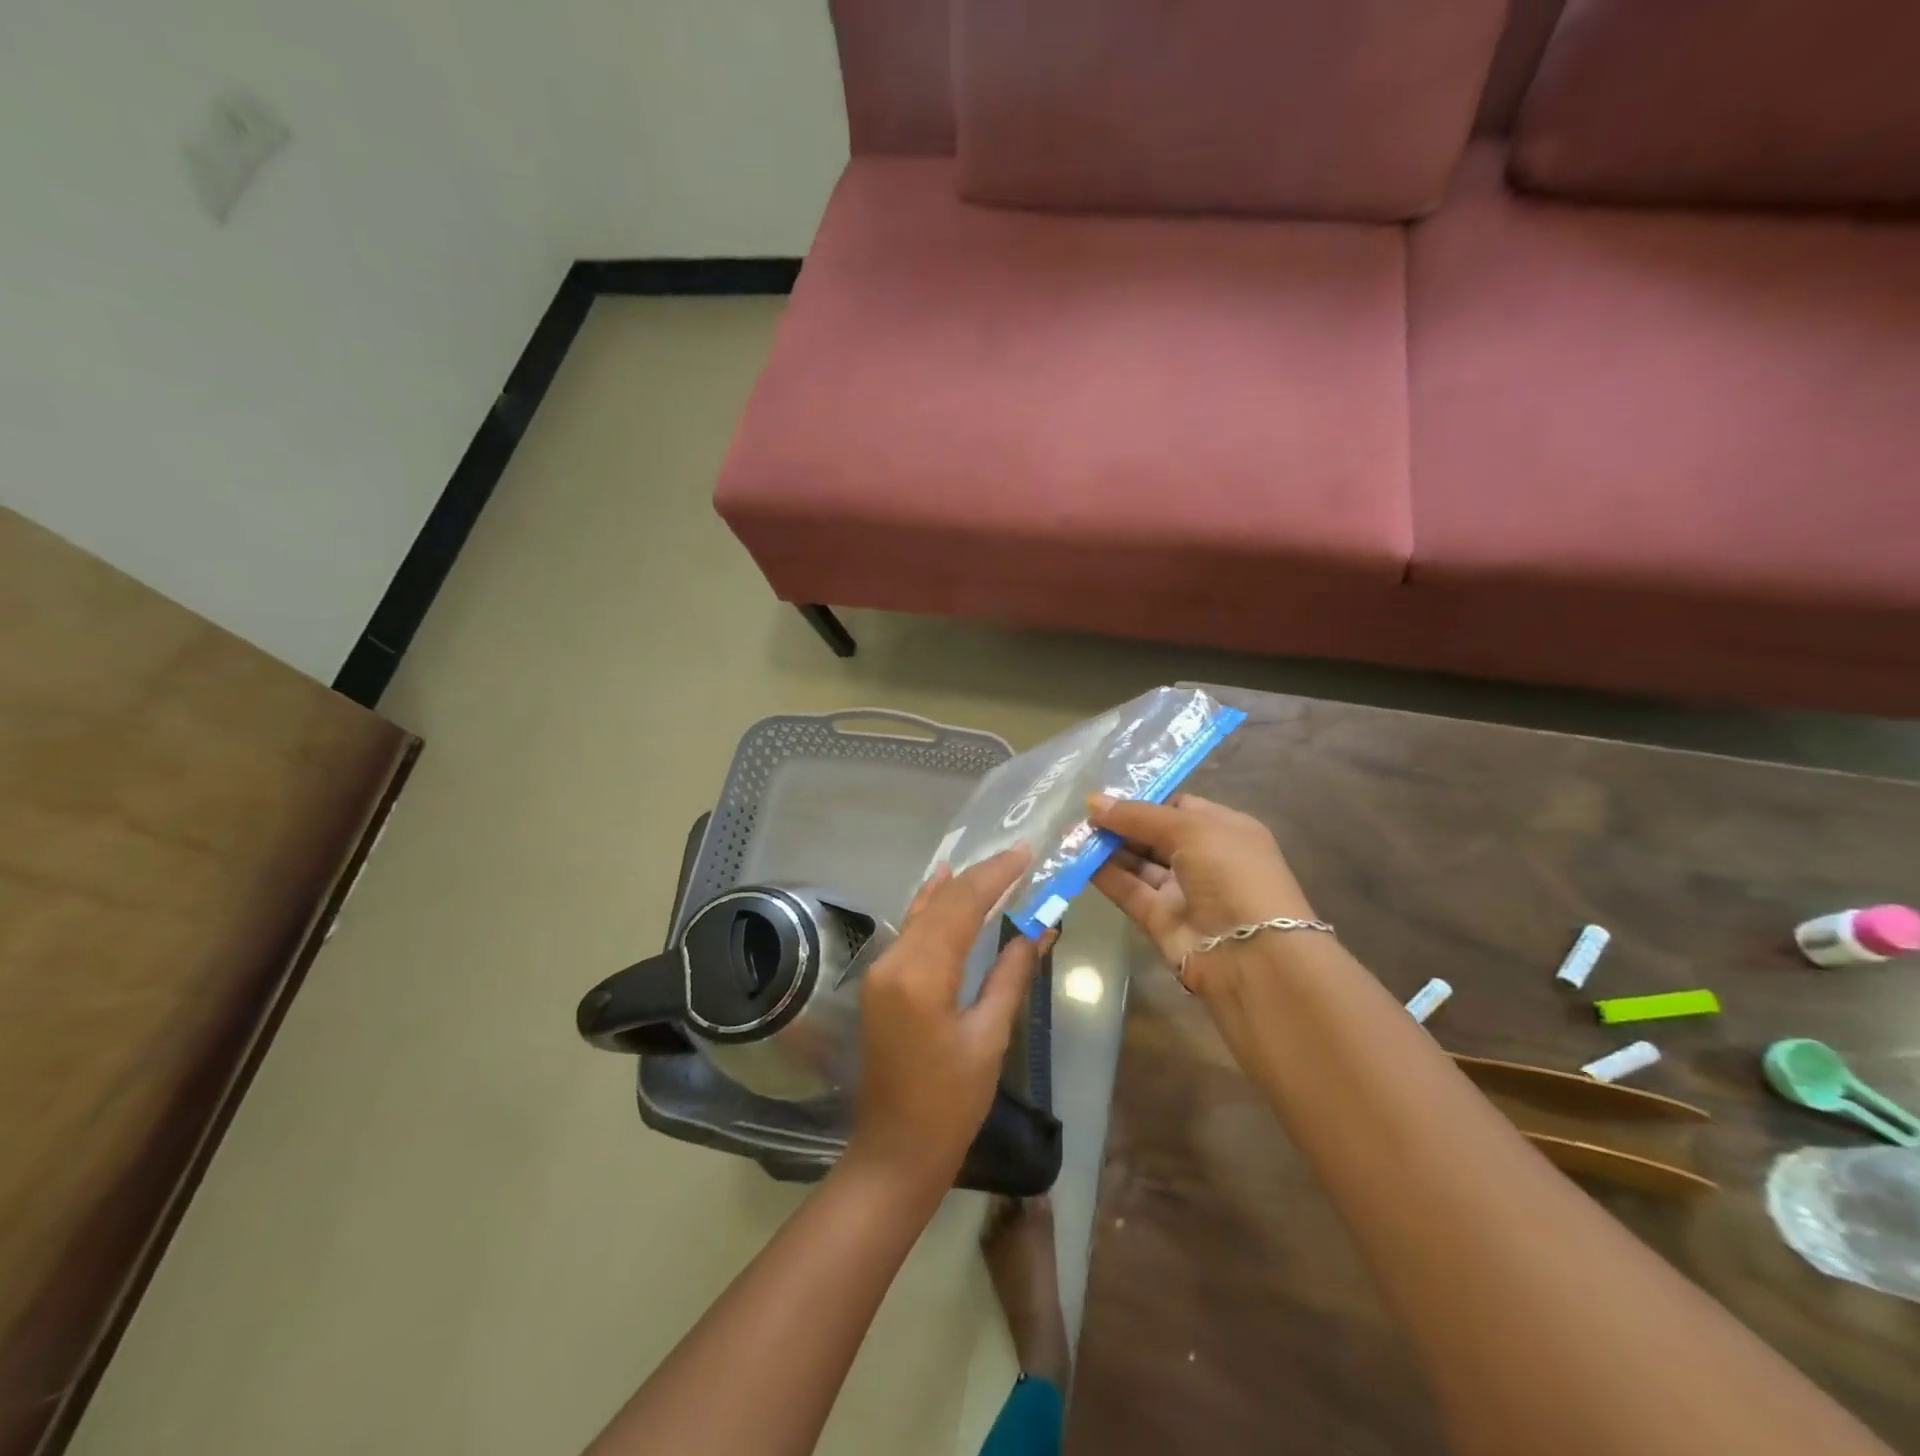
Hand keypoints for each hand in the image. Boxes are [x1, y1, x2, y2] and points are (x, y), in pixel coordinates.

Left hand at [848, 848, 1043, 1196]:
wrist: (895, 1150)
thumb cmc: (950, 1103)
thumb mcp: (989, 1036)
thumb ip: (1010, 974)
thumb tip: (1038, 928)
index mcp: (922, 975)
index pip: (962, 906)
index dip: (995, 875)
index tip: (1025, 853)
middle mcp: (894, 961)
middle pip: (941, 903)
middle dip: (980, 876)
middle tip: (1018, 854)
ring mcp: (881, 970)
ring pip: (923, 911)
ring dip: (957, 887)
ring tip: (991, 863)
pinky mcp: (880, 981)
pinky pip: (909, 929)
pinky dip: (931, 905)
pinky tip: (942, 883)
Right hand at [1088, 793, 1317, 996]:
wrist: (1252, 956)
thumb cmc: (1232, 875)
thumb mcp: (1191, 830)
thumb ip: (1139, 816)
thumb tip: (1094, 802)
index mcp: (1225, 830)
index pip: (1179, 807)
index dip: (1144, 801)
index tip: (1107, 796)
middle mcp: (1204, 858)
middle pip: (1154, 835)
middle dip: (1120, 823)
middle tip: (1081, 814)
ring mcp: (1182, 890)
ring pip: (1138, 863)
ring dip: (1108, 849)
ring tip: (1072, 834)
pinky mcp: (1161, 919)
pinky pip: (1129, 890)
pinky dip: (1106, 876)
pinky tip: (1079, 860)